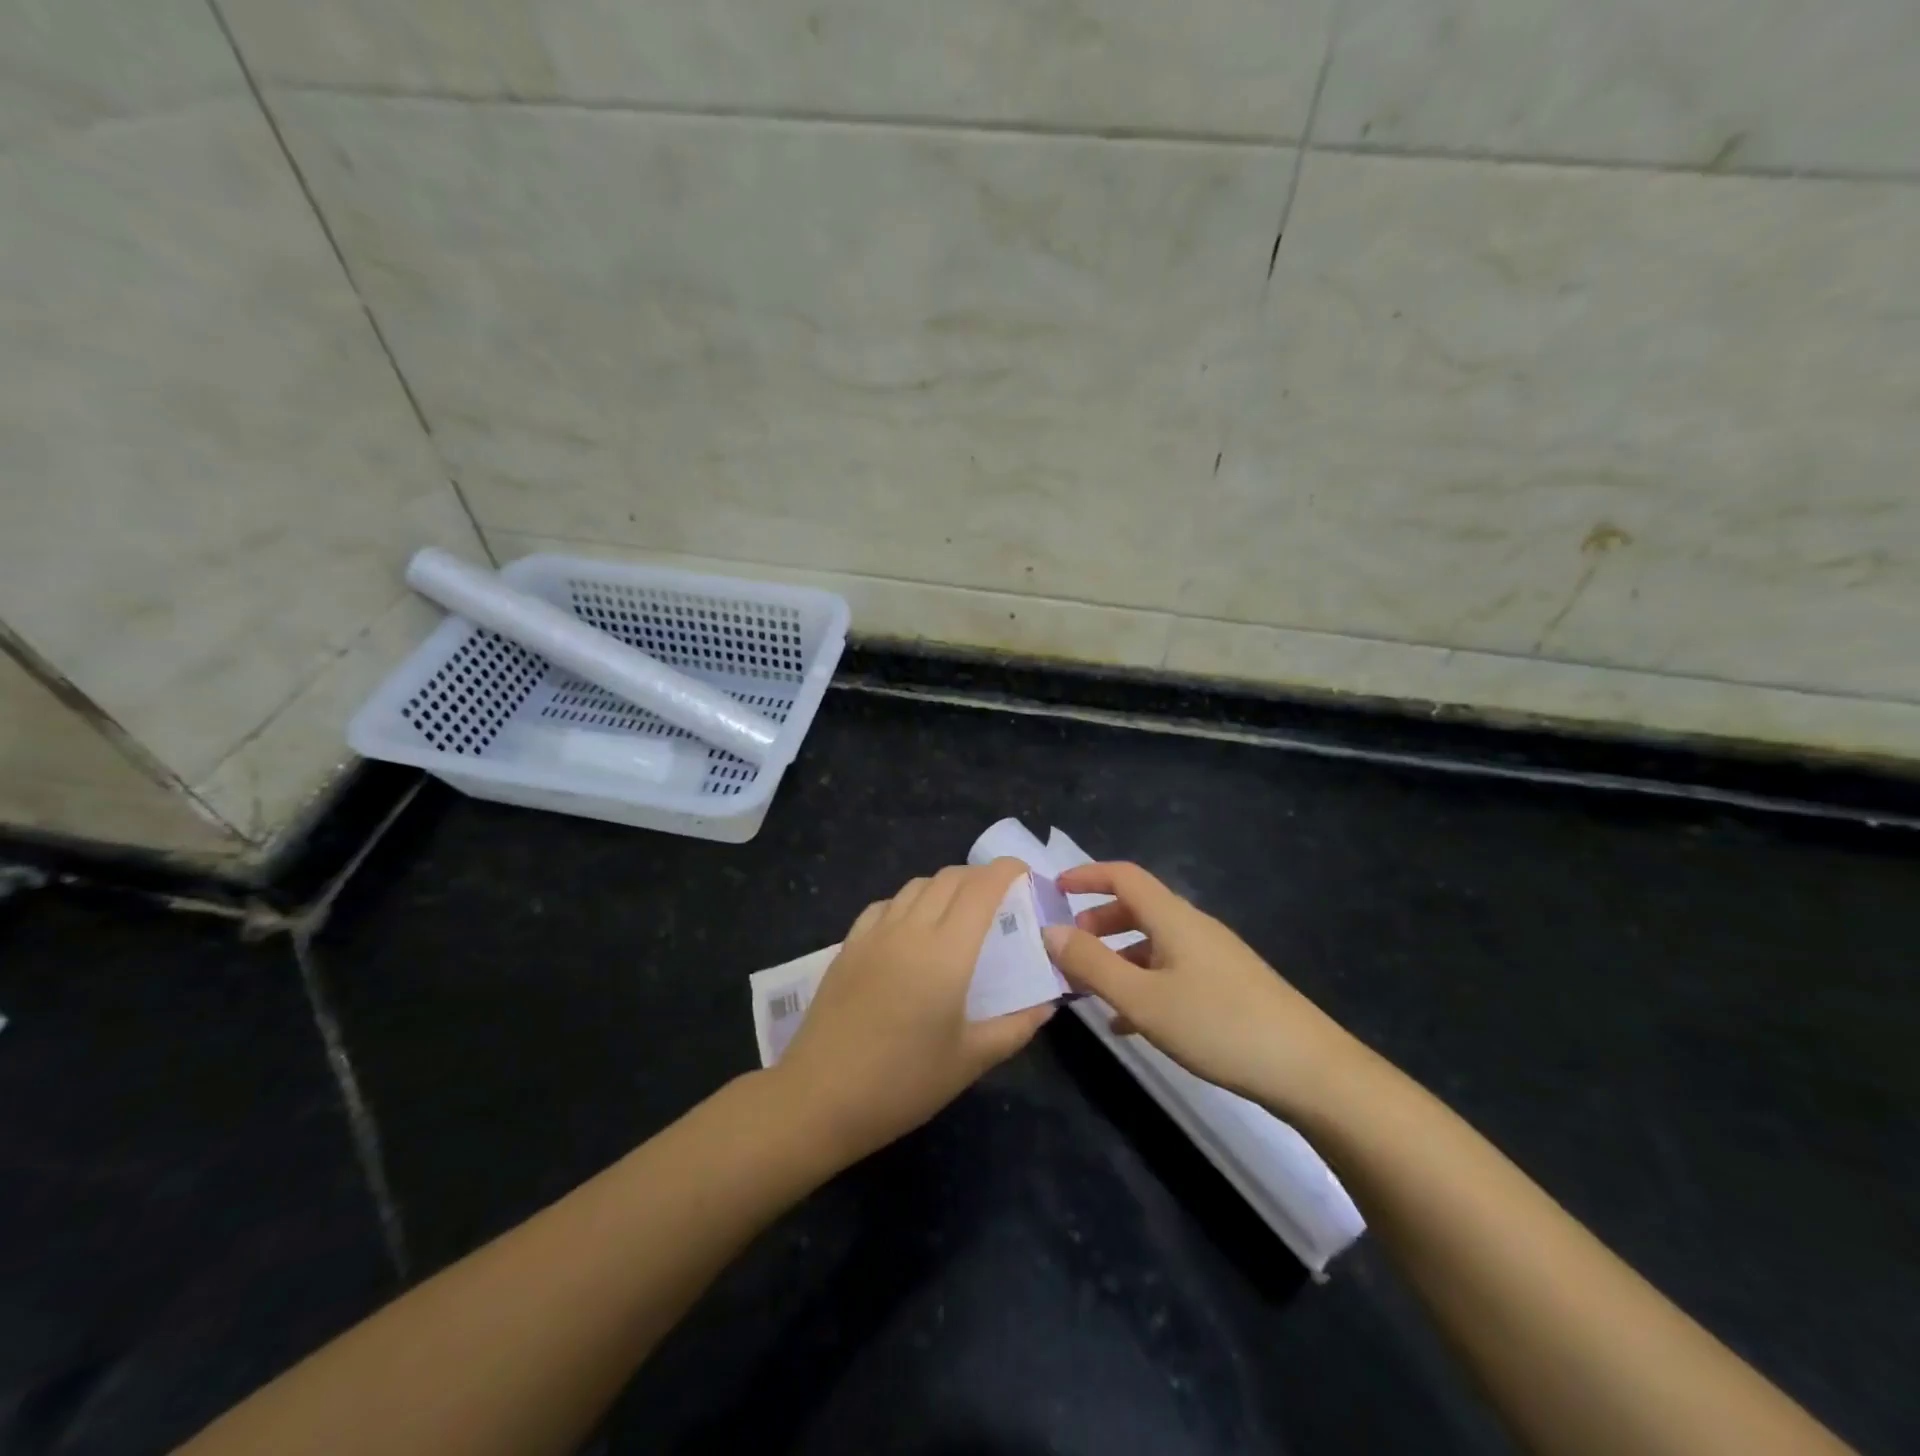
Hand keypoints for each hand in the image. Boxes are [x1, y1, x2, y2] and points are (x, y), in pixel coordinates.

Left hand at [775, 858, 1055, 1165]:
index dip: (1006, 870)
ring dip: (945, 886)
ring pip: (916, 885)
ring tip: (959, 912)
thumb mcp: (970, 1060)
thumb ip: (1016, 1027)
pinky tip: (912, 928)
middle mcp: (911, 929)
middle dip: (980, 876)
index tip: (1025, 873)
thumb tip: (1047, 1004)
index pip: (982, 889)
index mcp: (947, 952)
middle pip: (949, 878)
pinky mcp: (849, 945)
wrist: (820, 1097)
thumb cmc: (903, 1083)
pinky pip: (885, 904)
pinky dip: (909, 902)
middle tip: (999, 898)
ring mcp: (874, 934)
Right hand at [1042, 862, 1360, 1116]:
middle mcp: (1194, 927)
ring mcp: (1215, 957)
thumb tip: (1050, 930)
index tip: (1053, 888)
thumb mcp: (1143, 999)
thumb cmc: (1218, 1025)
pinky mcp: (1228, 987)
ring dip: (1118, 956)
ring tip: (1090, 989)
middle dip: (1098, 922)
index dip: (1087, 875)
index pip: (1124, 876)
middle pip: (1138, 908)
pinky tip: (1129, 1024)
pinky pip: (1172, 971)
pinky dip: (1143, 983)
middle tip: (1068, 948)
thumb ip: (1092, 964)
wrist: (1309, 1070)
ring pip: (1154, 943)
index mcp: (1173, 918)